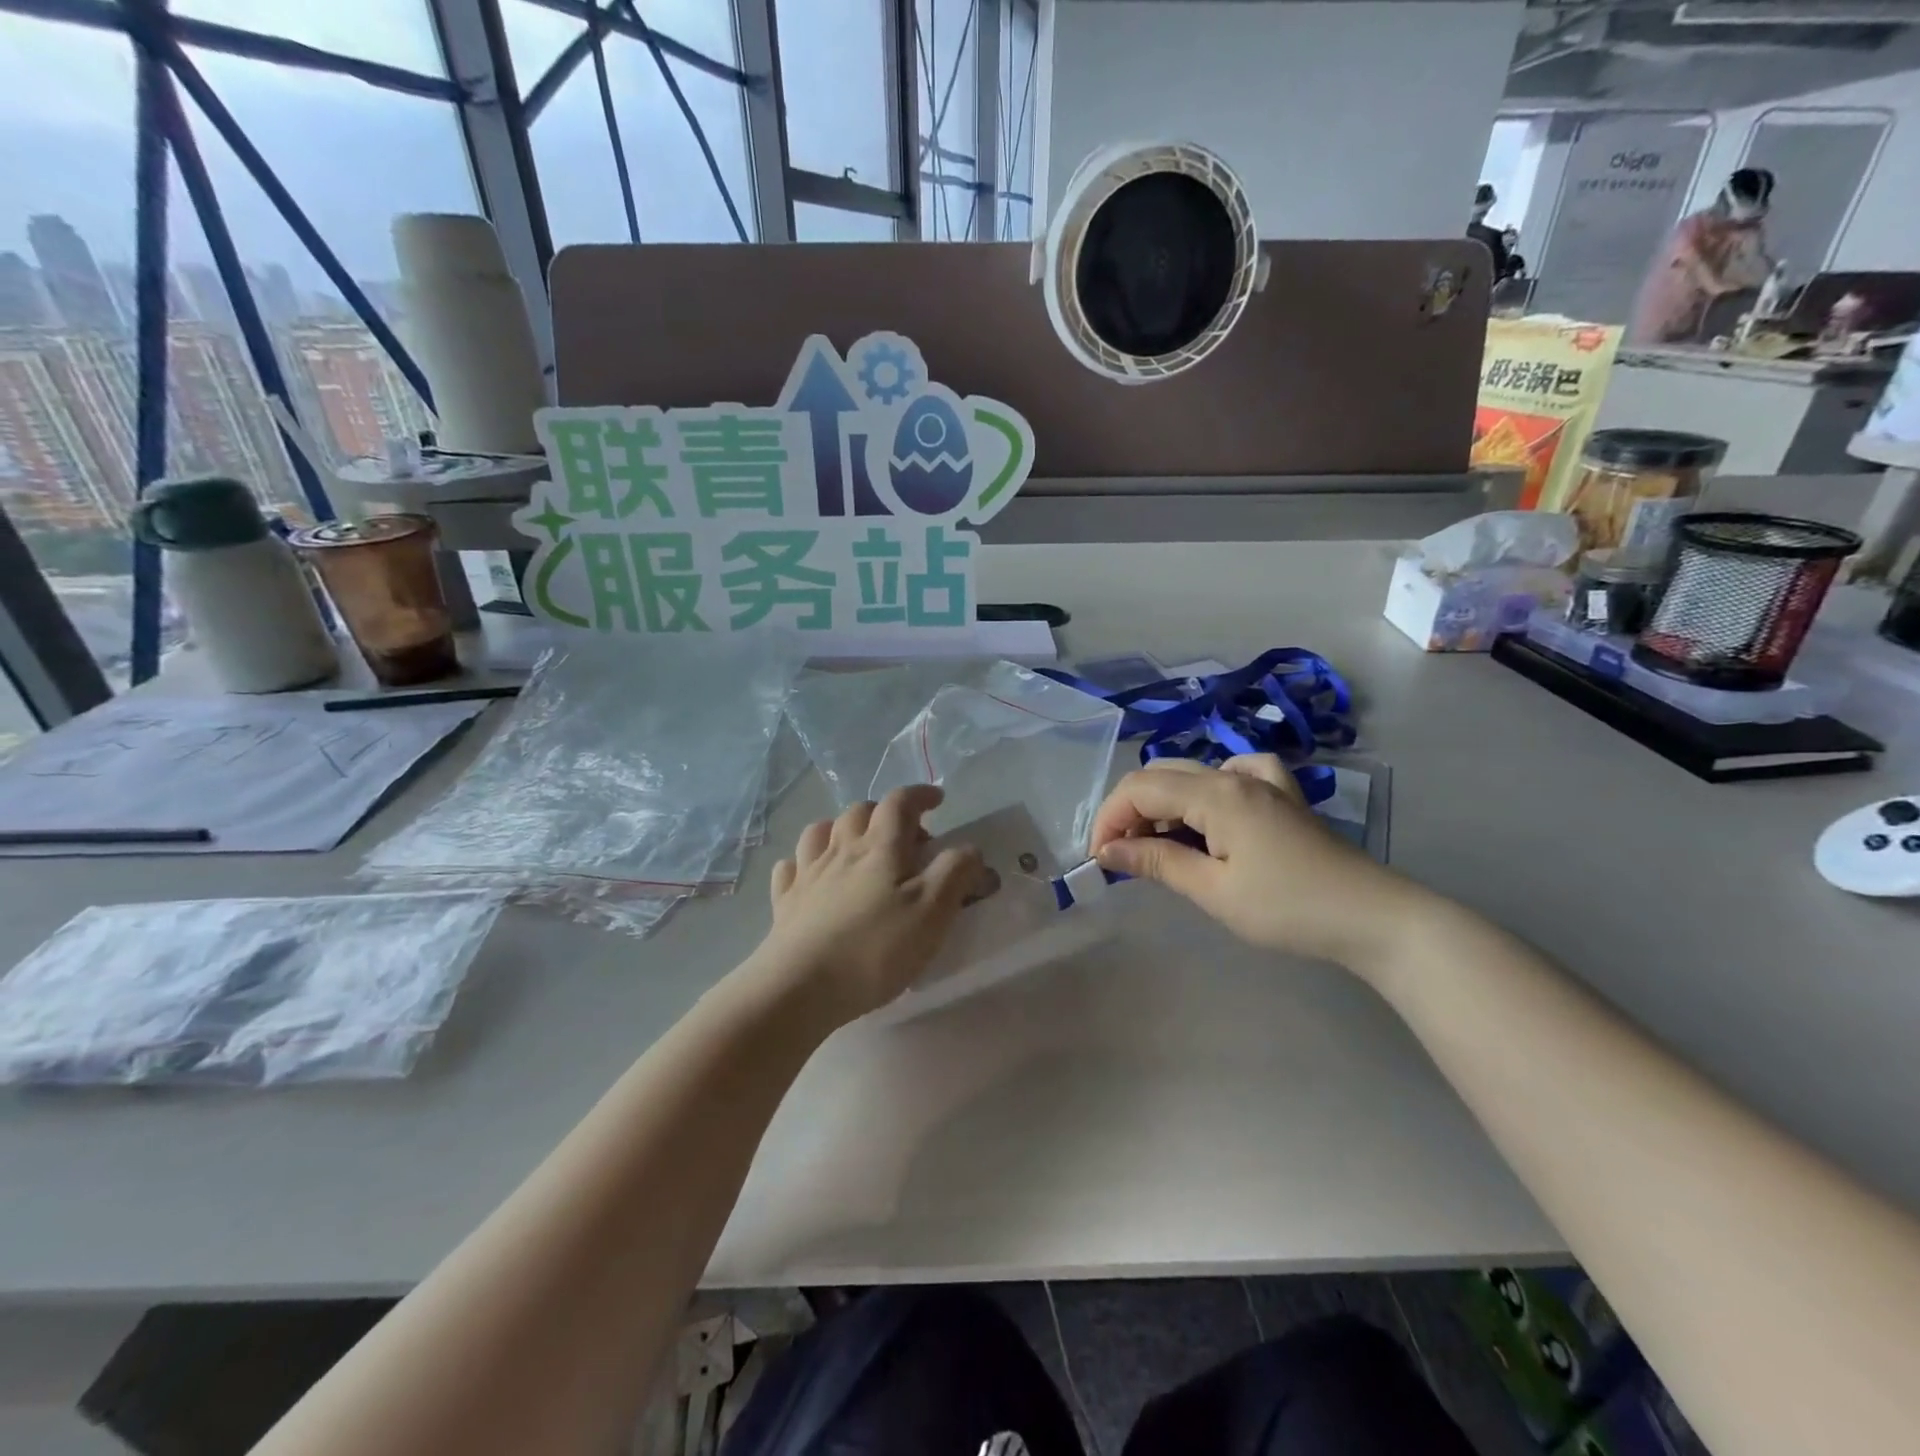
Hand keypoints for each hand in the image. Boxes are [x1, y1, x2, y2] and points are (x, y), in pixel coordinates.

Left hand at [754, 785, 985, 1022]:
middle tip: (904, 837)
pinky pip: (791, 867)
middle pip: (860, 812)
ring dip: (841, 829)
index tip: (937, 801)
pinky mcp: (784, 902)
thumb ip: (955, 873)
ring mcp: (807, 874)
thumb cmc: (874, 948)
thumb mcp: (932, 912)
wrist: (800, 987)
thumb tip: (969, 848)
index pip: (900, 802)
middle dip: (884, 813)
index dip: (920, 795)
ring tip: (856, 848)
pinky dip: (804, 863)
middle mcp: (840, 850)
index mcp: (880, 847)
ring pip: (820, 831)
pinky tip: (811, 876)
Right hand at [1089, 755, 1420, 969]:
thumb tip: (1107, 850)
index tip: (1100, 860)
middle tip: (1125, 857)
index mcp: (1216, 793)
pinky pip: (1234, 773)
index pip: (1139, 789)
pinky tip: (1213, 812)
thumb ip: (1157, 861)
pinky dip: (1208, 790)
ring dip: (1164, 805)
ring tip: (1162, 847)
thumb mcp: (1213, 891)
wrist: (1372, 917)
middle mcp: (1235, 775)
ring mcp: (1263, 781)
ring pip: (1192, 774)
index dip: (1109, 819)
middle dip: (1131, 812)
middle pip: (1160, 776)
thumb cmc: (1288, 908)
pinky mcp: (1282, 795)